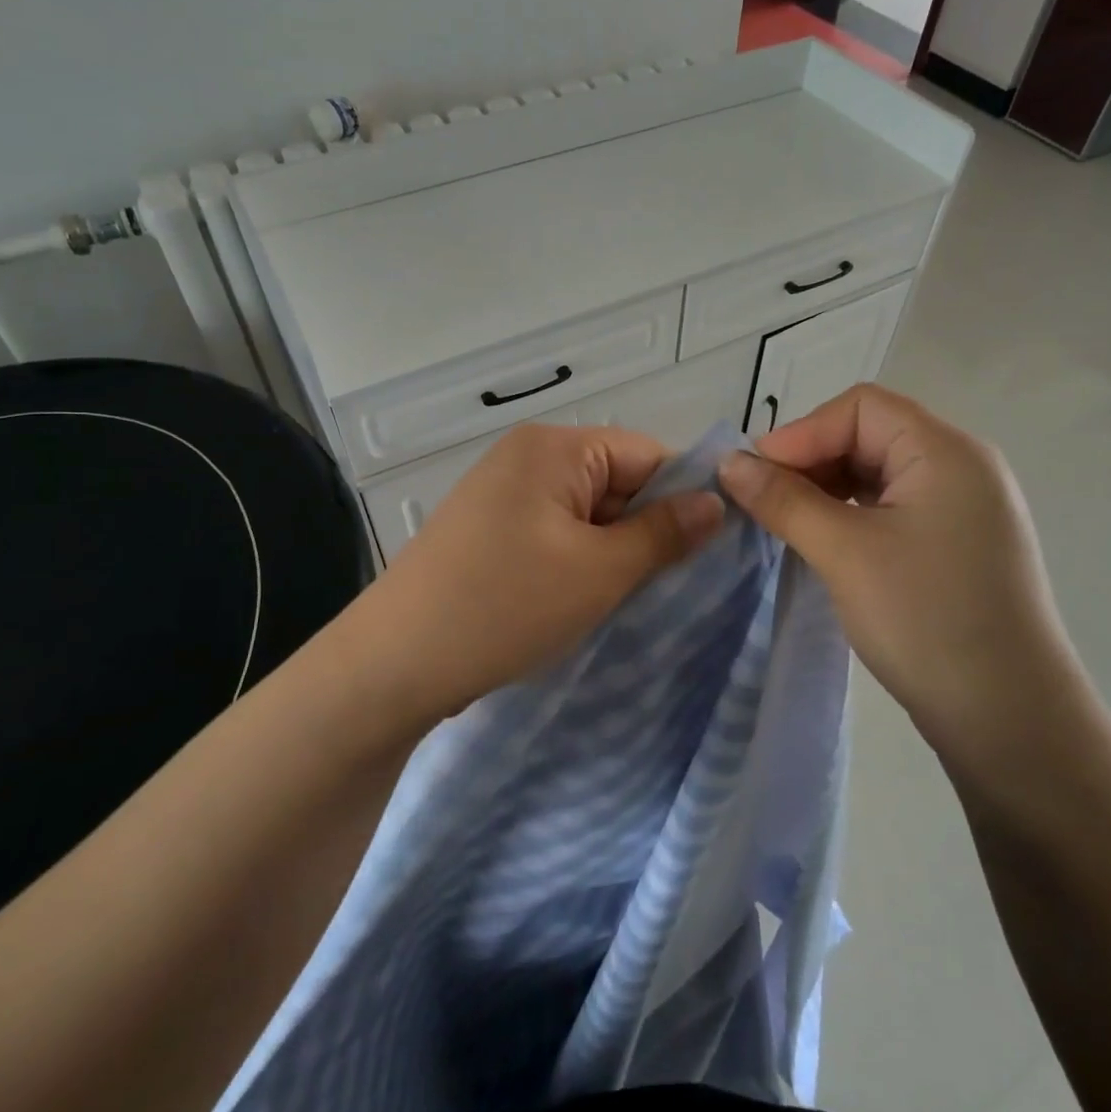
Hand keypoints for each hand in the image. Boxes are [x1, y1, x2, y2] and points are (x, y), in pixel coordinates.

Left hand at [343, 423, 724, 727]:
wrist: (393, 663)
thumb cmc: (504, 606)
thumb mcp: (599, 572)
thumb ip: (664, 533)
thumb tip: (716, 502)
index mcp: (554, 447)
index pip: (647, 454)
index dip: (683, 498)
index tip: (708, 552)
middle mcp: (526, 456)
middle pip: (616, 481)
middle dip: (644, 530)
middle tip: (667, 587)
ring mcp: (501, 493)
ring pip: (586, 513)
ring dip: (610, 552)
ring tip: (622, 599)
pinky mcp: (486, 530)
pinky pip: (553, 533)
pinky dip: (576, 562)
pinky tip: (579, 601)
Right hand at [717, 384, 1090, 770]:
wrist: (1011, 722)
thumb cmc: (926, 620)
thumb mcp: (844, 552)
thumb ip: (783, 500)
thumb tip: (728, 462)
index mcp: (945, 452)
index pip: (861, 408)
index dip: (802, 433)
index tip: (756, 475)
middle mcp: (961, 468)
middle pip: (870, 435)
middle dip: (811, 461)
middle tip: (764, 502)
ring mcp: (963, 510)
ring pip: (878, 474)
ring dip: (826, 490)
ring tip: (786, 523)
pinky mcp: (956, 547)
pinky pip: (892, 509)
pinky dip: (851, 516)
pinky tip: (823, 543)